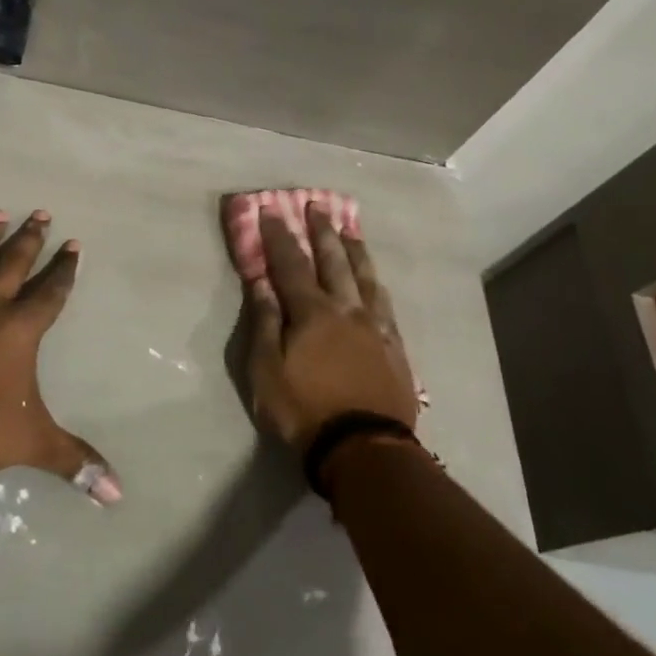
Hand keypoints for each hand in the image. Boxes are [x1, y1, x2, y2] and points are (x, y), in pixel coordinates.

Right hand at [241, 202, 420, 455]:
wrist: (363, 449)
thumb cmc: (304, 410)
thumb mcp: (267, 369)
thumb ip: (266, 322)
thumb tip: (261, 282)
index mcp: (311, 312)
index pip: (290, 263)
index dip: (279, 235)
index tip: (271, 209)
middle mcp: (345, 309)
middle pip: (332, 261)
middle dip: (322, 231)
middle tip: (317, 206)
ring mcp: (374, 327)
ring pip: (365, 277)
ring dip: (354, 250)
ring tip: (350, 229)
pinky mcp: (394, 347)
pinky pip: (386, 305)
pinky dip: (376, 284)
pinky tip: (376, 280)